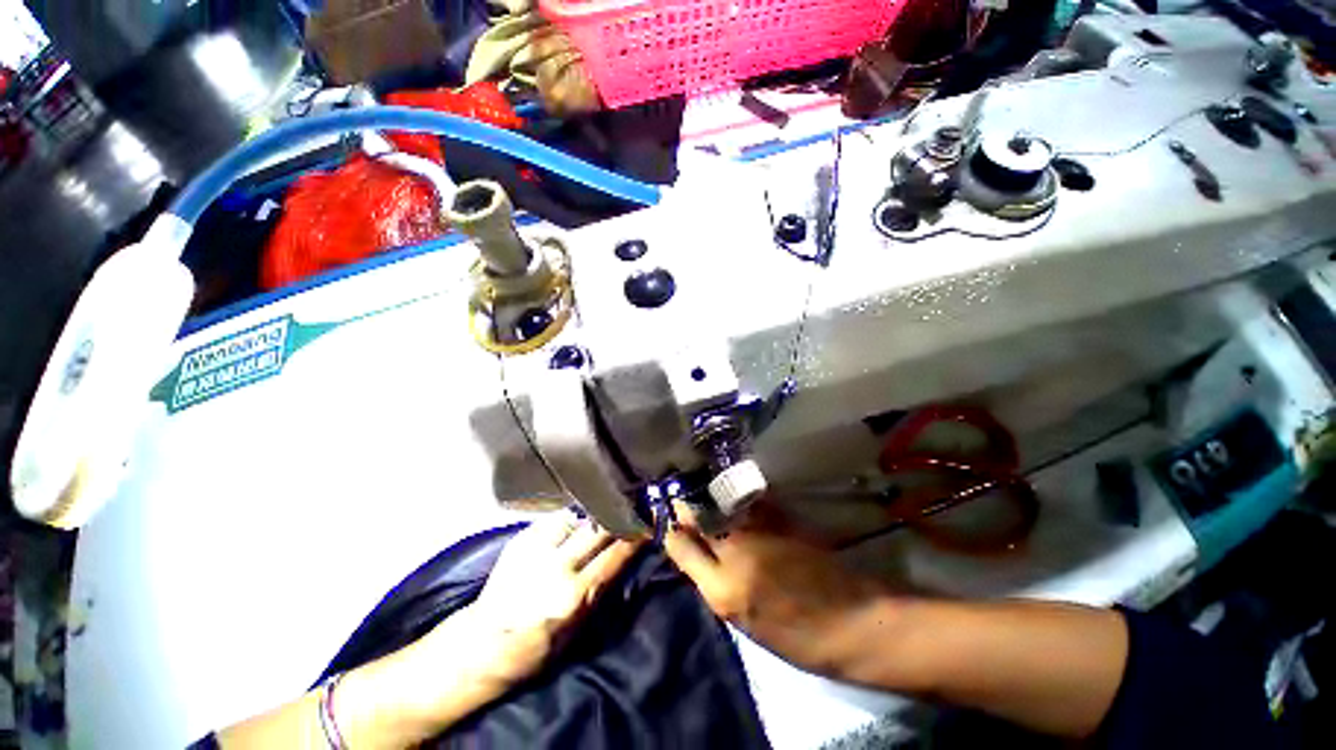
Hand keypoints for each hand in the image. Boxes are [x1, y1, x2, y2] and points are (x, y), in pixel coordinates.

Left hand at [459, 513, 643, 683]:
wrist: (481, 645)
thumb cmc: (535, 649)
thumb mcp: (576, 632)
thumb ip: (599, 592)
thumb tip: (621, 560)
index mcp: (573, 595)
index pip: (615, 555)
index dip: (635, 537)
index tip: (648, 524)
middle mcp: (557, 566)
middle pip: (599, 529)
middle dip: (620, 516)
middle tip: (633, 506)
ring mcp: (537, 548)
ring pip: (578, 516)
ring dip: (596, 512)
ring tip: (609, 504)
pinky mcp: (522, 539)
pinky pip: (556, 518)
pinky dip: (573, 516)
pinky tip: (580, 513)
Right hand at [663, 506, 896, 677]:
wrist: (851, 622)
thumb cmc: (798, 638)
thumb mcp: (744, 623)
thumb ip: (715, 584)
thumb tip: (697, 554)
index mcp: (721, 590)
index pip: (679, 546)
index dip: (671, 530)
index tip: (670, 522)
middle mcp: (733, 553)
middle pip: (695, 515)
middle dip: (685, 506)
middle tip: (683, 499)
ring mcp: (758, 530)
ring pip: (719, 501)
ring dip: (709, 495)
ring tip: (704, 490)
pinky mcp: (780, 517)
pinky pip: (748, 497)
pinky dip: (738, 494)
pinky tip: (736, 493)